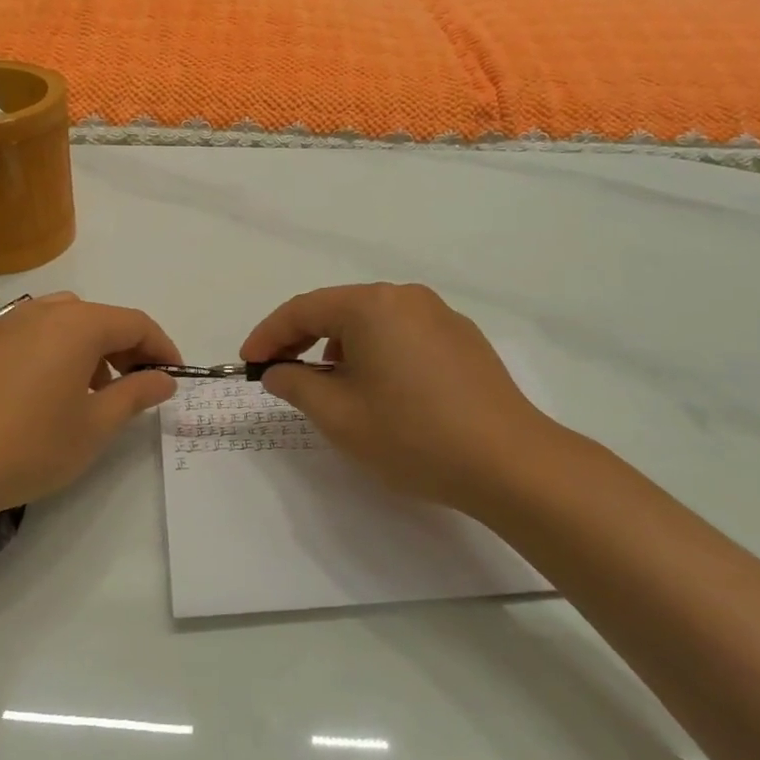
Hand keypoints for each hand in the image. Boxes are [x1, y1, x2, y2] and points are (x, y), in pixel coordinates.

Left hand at [0, 294, 179, 529]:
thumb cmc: (27, 447)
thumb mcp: (93, 428)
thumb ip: (135, 395)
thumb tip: (164, 379)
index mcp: (76, 325)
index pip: (135, 322)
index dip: (161, 347)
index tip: (173, 376)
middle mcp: (40, 312)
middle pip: (98, 317)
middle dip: (125, 347)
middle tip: (136, 386)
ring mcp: (3, 324)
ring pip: (62, 322)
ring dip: (88, 348)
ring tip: (89, 393)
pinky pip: (29, 334)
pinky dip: (52, 351)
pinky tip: (43, 393)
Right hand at [241, 283, 565, 513]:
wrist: (511, 463)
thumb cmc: (413, 435)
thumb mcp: (339, 416)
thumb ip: (297, 385)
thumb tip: (278, 371)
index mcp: (371, 305)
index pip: (303, 309)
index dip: (268, 335)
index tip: (248, 362)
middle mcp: (405, 297)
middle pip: (338, 309)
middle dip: (303, 339)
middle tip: (279, 371)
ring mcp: (439, 315)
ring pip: (372, 321)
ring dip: (341, 345)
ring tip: (331, 384)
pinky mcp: (463, 338)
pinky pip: (403, 334)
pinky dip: (377, 352)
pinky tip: (379, 387)